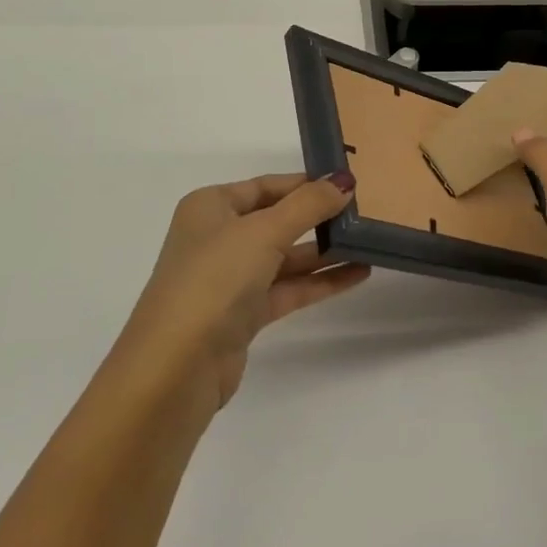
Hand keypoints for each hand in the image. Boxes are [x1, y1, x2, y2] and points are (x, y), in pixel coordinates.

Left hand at [115, 171, 369, 415]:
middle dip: (318, 217)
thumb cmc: (213, 279)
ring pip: (285, 257)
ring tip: (371, 243)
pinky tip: (357, 274)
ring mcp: (229, 279)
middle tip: (366, 212)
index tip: (349, 183)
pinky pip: (288, 288)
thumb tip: (344, 180)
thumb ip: (308, 205)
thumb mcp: (263, 232)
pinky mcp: (243, 315)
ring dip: (325, 251)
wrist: (176, 367)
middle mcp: (217, 238)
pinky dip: (319, 282)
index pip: (266, 186)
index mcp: (210, 207)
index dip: (306, 184)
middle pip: (277, 220)